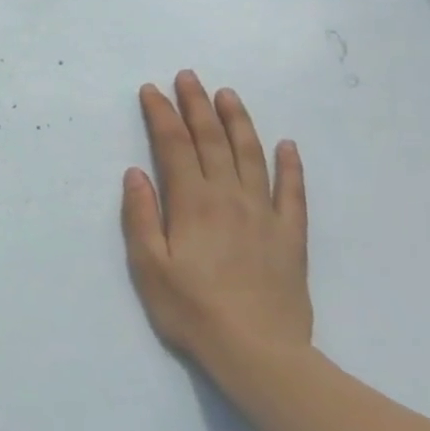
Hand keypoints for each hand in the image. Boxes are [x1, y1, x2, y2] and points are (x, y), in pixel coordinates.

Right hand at [121, 72, 310, 374]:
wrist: (259, 353)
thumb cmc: (192, 310)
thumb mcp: (149, 265)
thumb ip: (141, 216)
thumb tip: (136, 173)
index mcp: (192, 202)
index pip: (174, 145)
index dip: (162, 114)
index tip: (152, 90)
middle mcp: (229, 197)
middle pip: (212, 140)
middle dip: (196, 105)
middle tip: (188, 77)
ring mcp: (264, 215)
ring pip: (252, 155)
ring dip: (238, 122)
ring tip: (227, 95)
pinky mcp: (291, 236)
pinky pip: (293, 192)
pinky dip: (290, 166)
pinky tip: (286, 146)